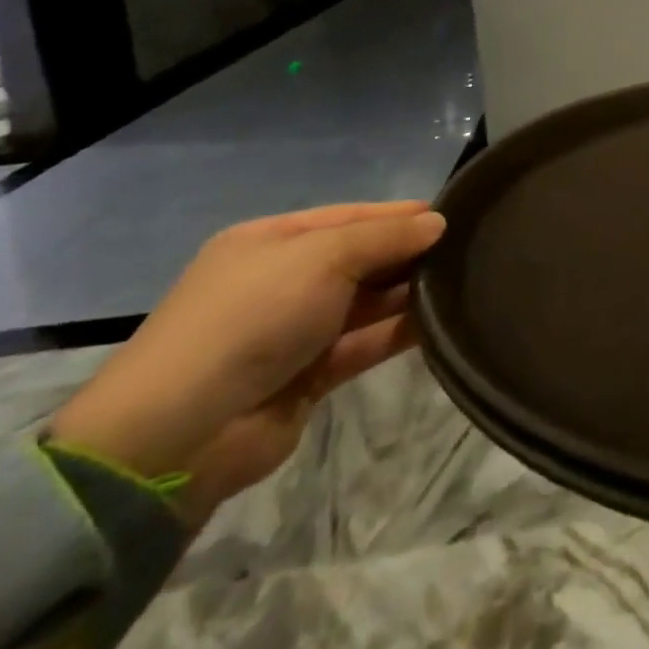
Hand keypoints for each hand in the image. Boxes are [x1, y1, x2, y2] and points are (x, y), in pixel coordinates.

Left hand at [50, 202, 445, 522]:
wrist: (182, 434)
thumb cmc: (251, 318)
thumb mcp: (322, 257)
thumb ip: (385, 237)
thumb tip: (437, 224)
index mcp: (271, 242)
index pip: (349, 216)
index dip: (398, 214)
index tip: (451, 214)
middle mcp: (283, 281)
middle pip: (360, 258)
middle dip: (408, 253)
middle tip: (466, 249)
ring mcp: (295, 330)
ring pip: (367, 302)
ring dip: (408, 293)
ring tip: (463, 281)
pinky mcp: (310, 375)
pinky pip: (364, 343)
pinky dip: (398, 332)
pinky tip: (439, 320)